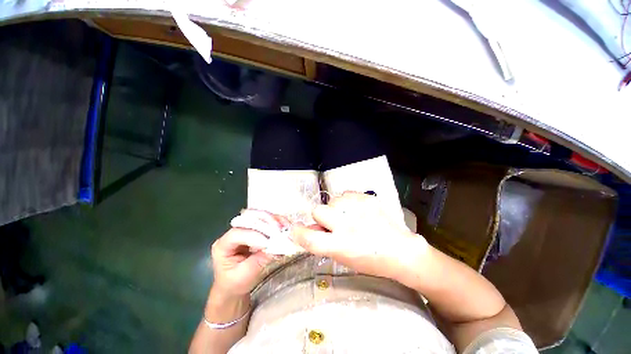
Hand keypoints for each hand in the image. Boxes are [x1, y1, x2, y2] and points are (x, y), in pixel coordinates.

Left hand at [211, 211, 289, 296]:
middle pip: (248, 218)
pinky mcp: (256, 230)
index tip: (269, 243)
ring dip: (274, 220)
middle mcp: (234, 232)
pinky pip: (267, 221)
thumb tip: (277, 246)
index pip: (237, 234)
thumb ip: (260, 260)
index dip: (254, 236)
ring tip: (285, 227)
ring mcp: (245, 229)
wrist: (234, 286)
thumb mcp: (246, 276)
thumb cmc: (235, 283)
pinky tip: (285, 226)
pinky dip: (277, 222)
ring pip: (259, 216)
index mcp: (223, 245)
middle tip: (279, 230)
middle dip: (265, 222)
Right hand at [291, 192, 427, 280]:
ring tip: (349, 216)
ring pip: (332, 200)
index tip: (295, 228)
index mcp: (340, 245)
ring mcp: (357, 209)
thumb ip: (324, 242)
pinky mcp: (366, 198)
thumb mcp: (344, 258)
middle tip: (334, 222)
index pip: (309, 237)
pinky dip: (348, 202)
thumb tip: (309, 229)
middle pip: (318, 210)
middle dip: (322, 217)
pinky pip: (346, 194)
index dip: (298, 232)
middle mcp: (346, 225)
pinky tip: (358, 210)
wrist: (400, 250)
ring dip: (336, 208)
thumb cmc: (370, 260)